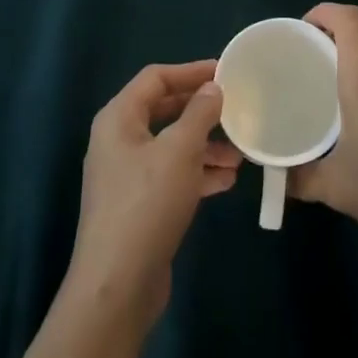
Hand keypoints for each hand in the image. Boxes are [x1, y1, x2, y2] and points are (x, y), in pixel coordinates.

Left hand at [64, 60, 241, 330]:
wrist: (117, 286)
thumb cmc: (147, 204)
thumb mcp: (180, 151)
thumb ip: (199, 113)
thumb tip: (213, 88)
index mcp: (119, 118)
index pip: (156, 78)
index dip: (190, 71)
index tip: (225, 71)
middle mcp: (118, 140)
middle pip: (164, 111)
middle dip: (201, 111)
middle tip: (236, 109)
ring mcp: (126, 175)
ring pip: (171, 146)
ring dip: (205, 145)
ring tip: (240, 153)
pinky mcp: (138, 206)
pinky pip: (171, 175)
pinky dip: (197, 173)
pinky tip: (226, 180)